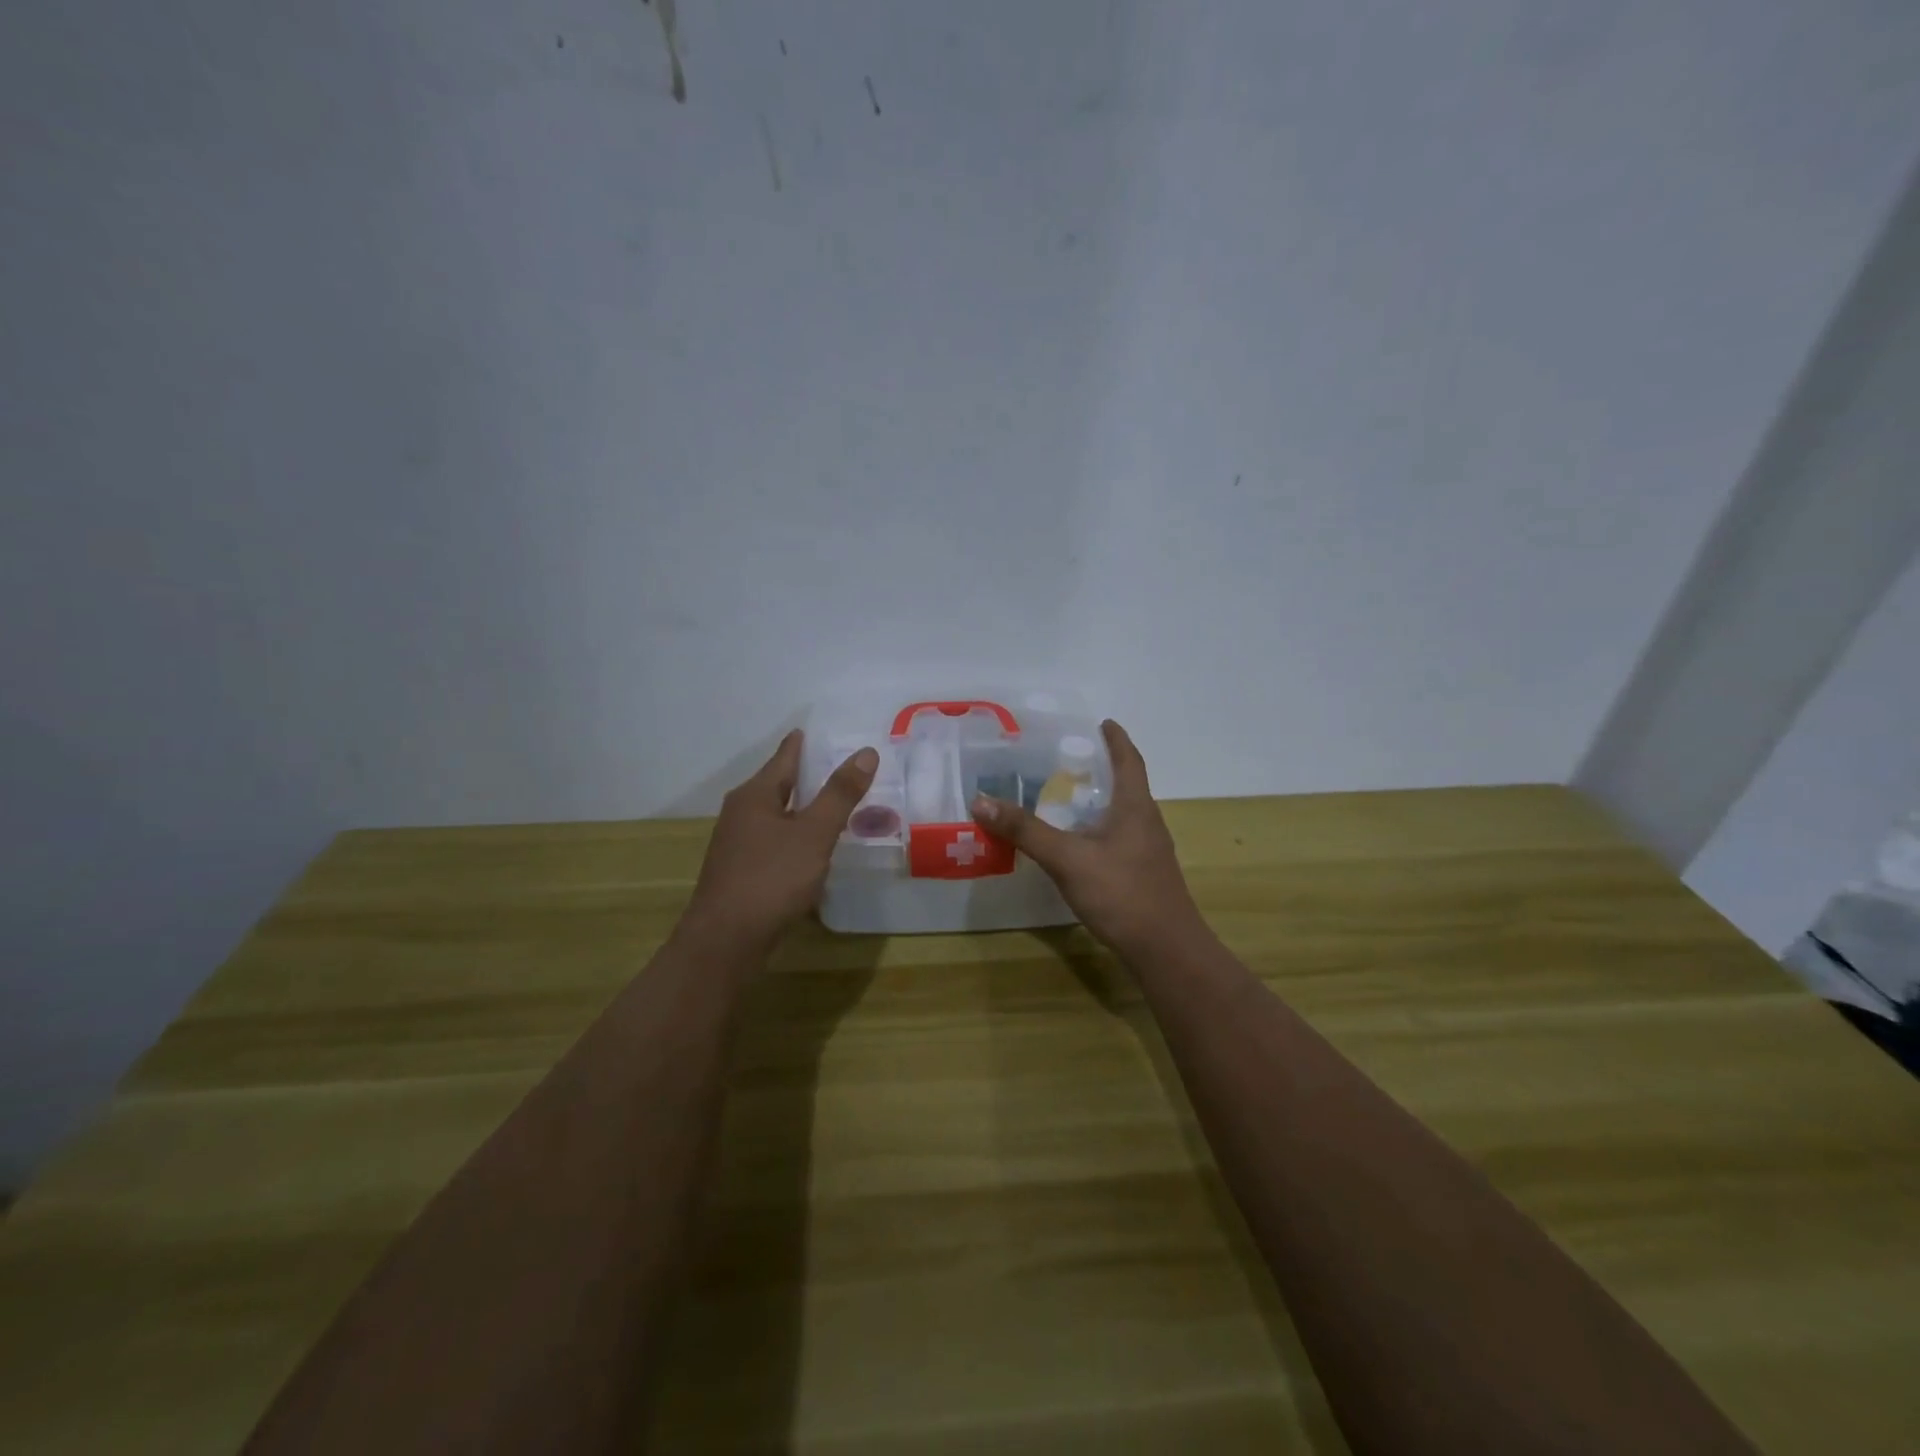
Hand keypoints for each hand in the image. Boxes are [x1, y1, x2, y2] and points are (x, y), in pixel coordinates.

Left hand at [683, 730, 877, 954]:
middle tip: (841, 768)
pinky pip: (775, 841)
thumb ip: (840, 794)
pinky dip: (796, 836)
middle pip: (779, 785)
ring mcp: (738, 844)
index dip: (803, 743)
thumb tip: (866, 752)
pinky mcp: (742, 871)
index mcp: (755, 795)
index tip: (821, 731)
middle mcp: (741, 813)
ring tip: (834, 806)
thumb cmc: (771, 879)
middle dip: (807, 776)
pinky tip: (813, 848)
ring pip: (777, 815)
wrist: (725, 941)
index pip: (784, 757)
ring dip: (803, 809)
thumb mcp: (814, 834)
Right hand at [971, 720, 1205, 958]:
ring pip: (1122, 814)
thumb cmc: (1122, 893)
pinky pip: (1119, 839)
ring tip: (1067, 797)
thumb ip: (1026, 830)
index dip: (1117, 740)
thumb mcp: (1067, 859)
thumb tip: (981, 800)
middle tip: (1069, 759)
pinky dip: (1098, 829)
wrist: (1165, 950)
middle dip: (1102, 768)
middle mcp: (1147, 823)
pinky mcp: (1144, 875)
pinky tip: (1078, 844)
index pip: (1129, 760)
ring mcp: (1149, 851)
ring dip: (1099, 801)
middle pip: (1127, 785)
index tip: (1103, 723)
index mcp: (1135, 807)